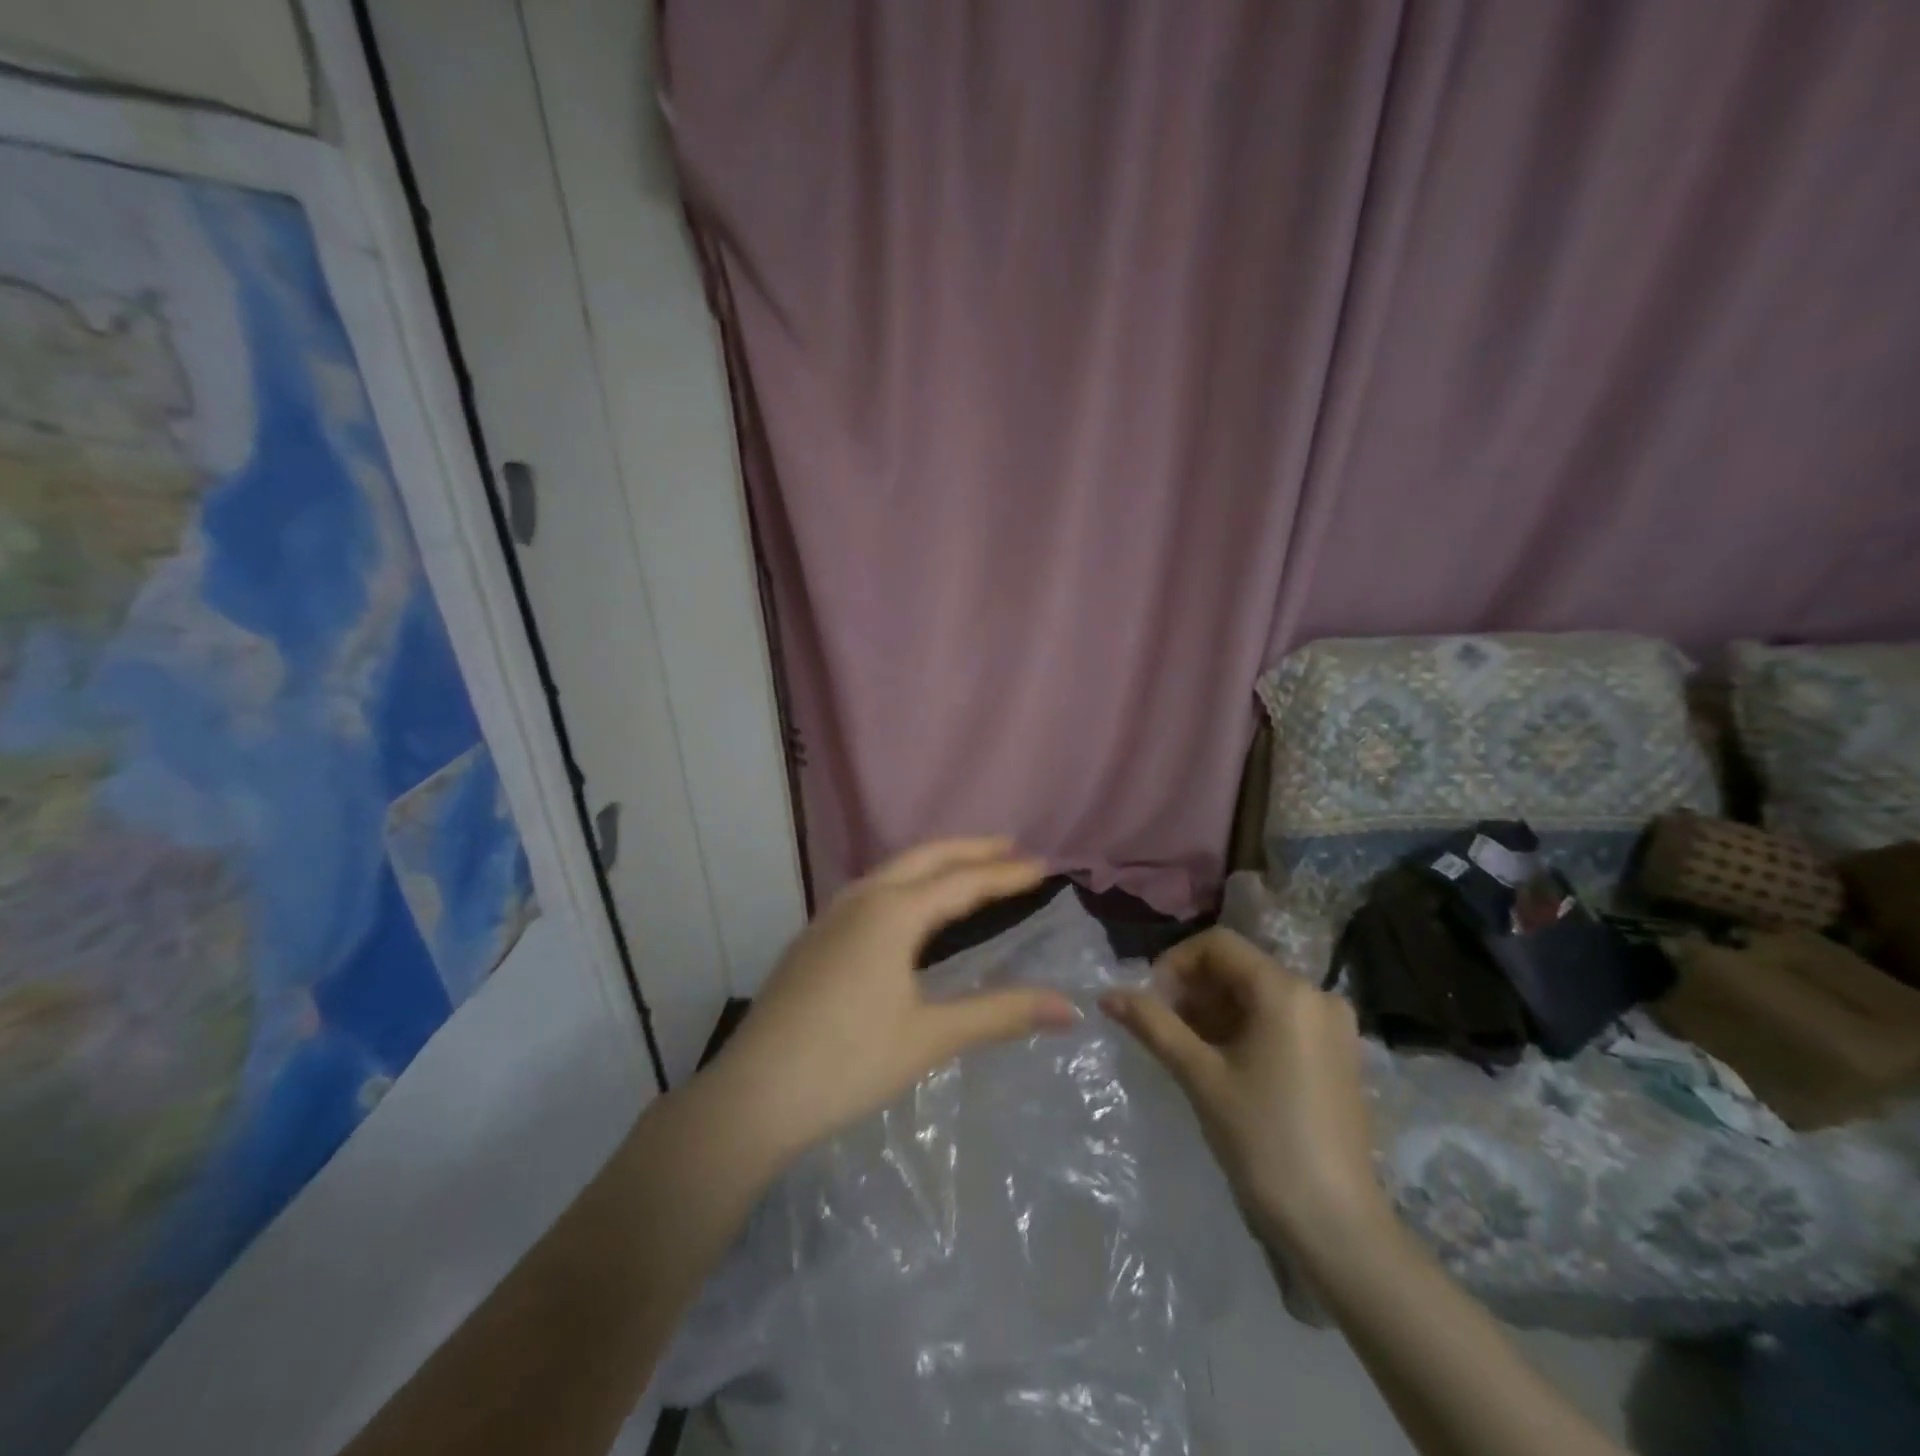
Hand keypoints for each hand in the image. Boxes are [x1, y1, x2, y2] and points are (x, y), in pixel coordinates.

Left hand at [705, 838, 1077, 1165]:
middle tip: (1009, 846)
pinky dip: (906, 884)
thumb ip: (1001, 1014)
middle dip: (970, 849)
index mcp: (892, 912)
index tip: (1043, 864)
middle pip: (925, 858)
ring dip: (935, 864)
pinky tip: (909, 909)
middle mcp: (861, 899)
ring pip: (893, 871)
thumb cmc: (849, 1062)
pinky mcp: (814, 938)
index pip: (963, 882)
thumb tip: (1069, 1007)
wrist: (753, 1095)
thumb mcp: (931, 1037)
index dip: (1006, 874)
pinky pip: (872, 891)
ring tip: (967, 869)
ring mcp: (830, 916)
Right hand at [1102, 928, 1387, 1251]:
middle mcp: (1317, 995)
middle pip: (1239, 968)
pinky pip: (1281, 1020)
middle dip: (1193, 990)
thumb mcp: (1199, 1075)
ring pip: (1258, 995)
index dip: (1175, 963)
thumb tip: (1107, 994)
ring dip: (1215, 1010)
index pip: (1218, 946)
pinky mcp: (1338, 1055)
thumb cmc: (1263, 1141)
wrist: (1336, 1227)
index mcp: (1286, 991)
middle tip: (1162, 1029)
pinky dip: (1245, 1028)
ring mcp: (1333, 1027)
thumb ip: (1153, 1024)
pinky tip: (1223, 1064)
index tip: (1150, 1002)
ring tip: (1186, 1050)